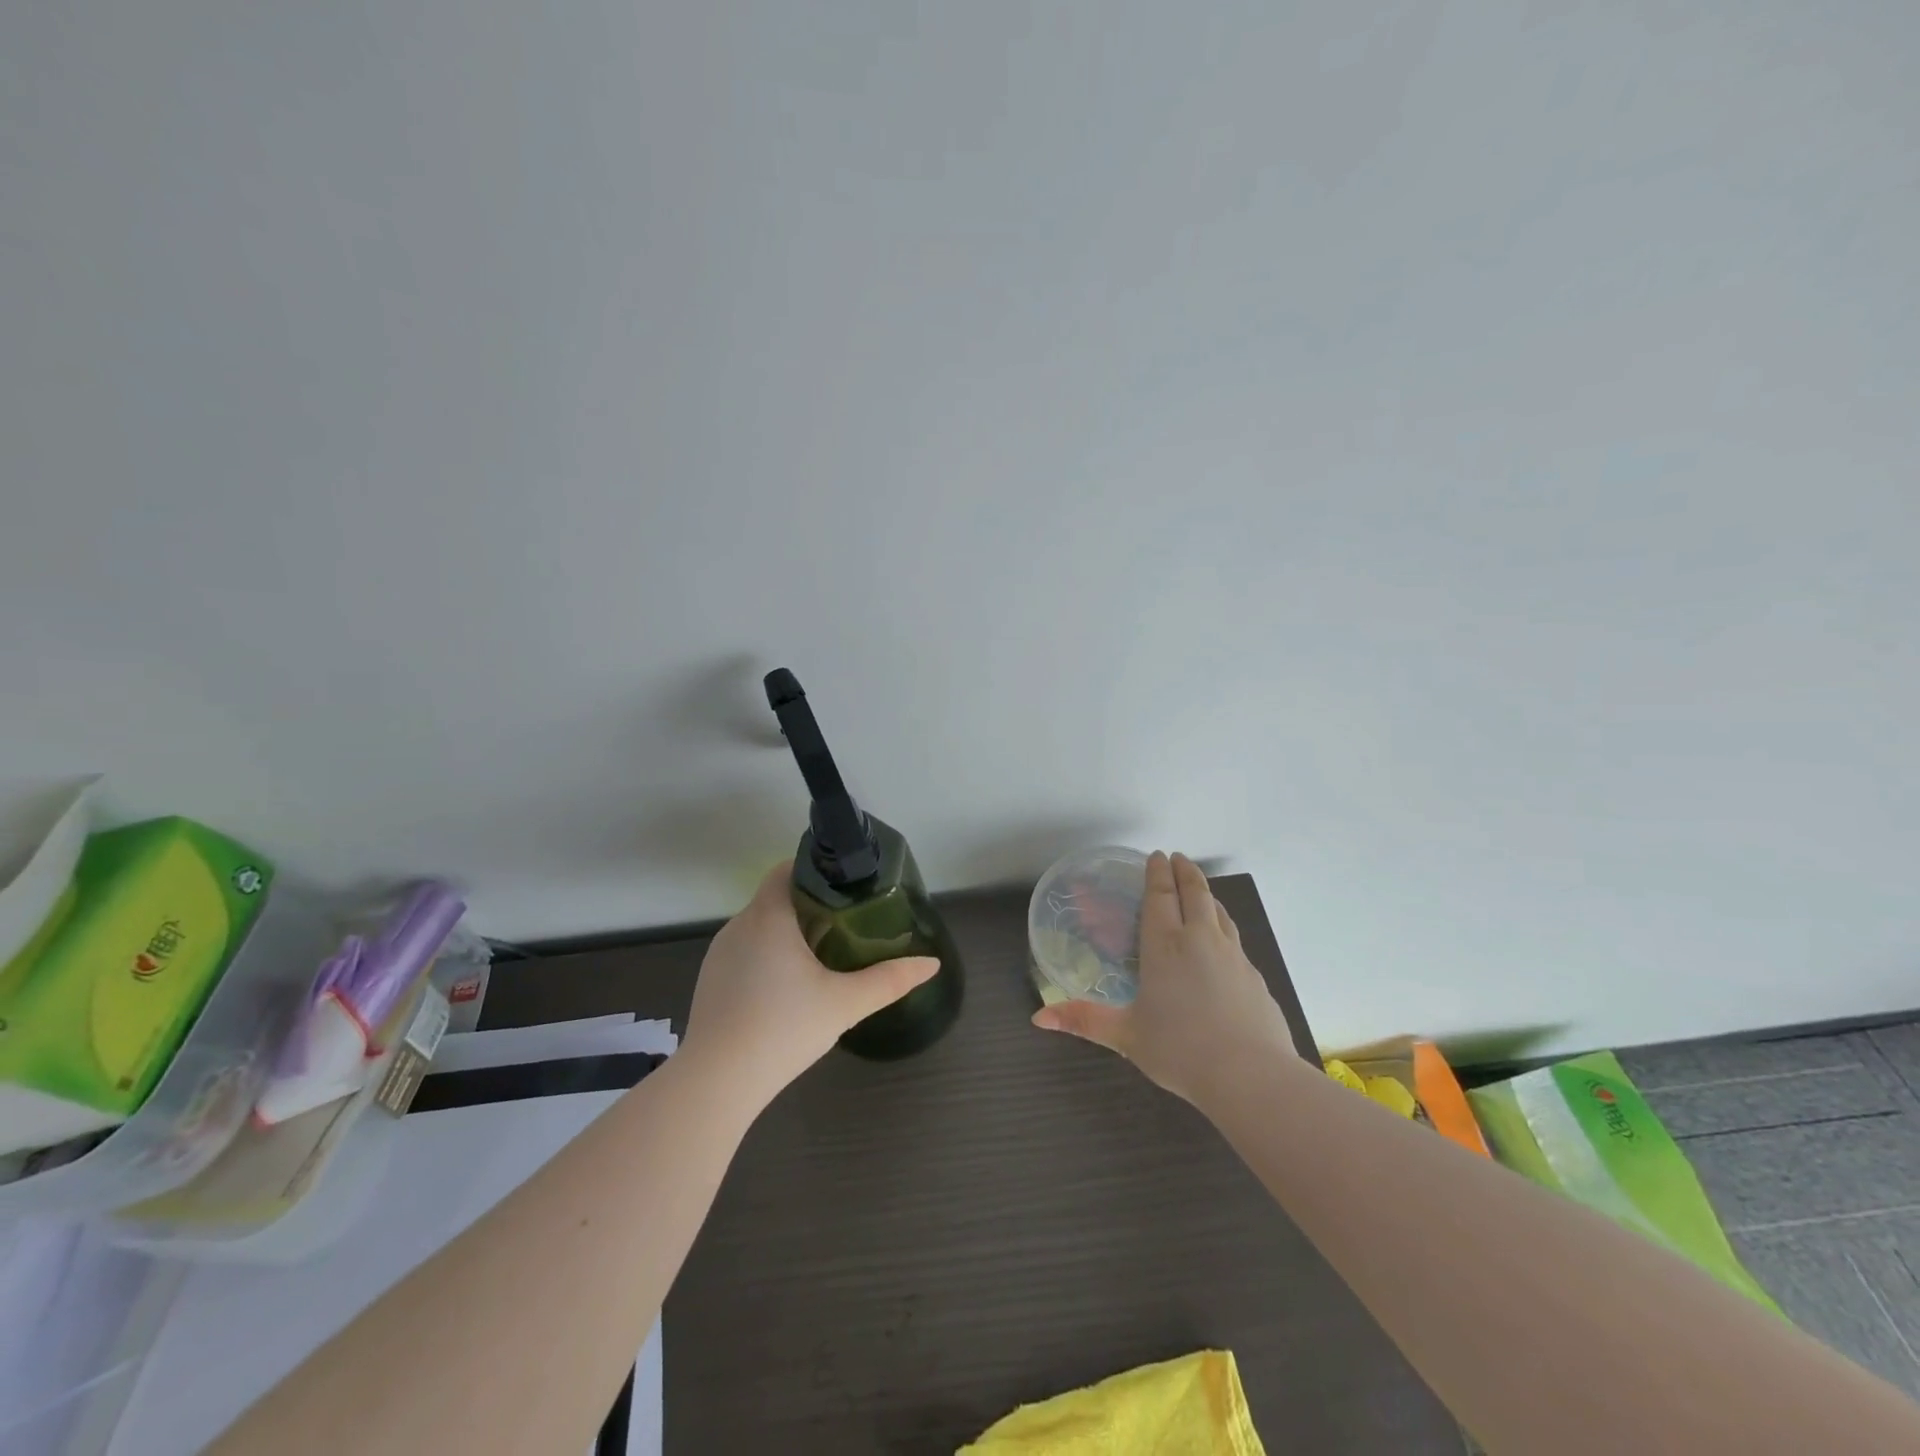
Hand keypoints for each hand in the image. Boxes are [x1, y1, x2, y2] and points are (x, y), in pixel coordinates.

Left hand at [682, 861, 938, 1106]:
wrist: (716, 1083)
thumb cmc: (783, 1029)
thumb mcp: (846, 1003)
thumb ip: (890, 980)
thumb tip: (931, 964)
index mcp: (768, 916)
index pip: (787, 869)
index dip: (817, 871)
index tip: (847, 887)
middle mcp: (738, 925)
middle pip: (777, 897)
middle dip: (810, 904)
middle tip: (847, 922)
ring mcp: (719, 954)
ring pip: (760, 926)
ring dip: (788, 931)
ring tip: (822, 953)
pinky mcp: (710, 980)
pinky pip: (744, 951)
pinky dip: (767, 955)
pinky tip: (786, 987)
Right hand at [1031, 851, 1296, 1104]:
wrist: (1251, 1076)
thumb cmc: (1180, 1050)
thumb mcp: (1126, 1035)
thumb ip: (1084, 1020)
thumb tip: (1039, 1017)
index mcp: (1165, 946)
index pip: (1161, 896)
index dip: (1158, 873)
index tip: (1157, 856)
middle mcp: (1201, 940)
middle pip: (1195, 893)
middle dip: (1185, 871)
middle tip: (1177, 858)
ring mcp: (1233, 956)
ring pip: (1220, 912)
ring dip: (1207, 895)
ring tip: (1200, 891)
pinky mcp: (1255, 977)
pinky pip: (1235, 939)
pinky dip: (1224, 926)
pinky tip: (1223, 943)